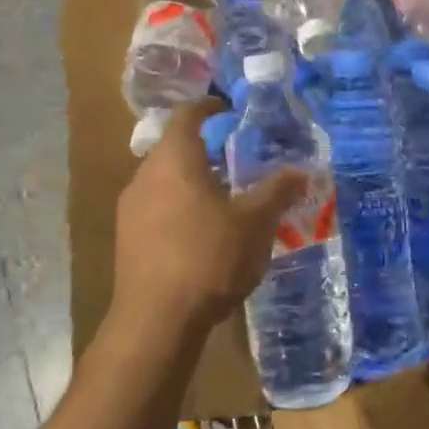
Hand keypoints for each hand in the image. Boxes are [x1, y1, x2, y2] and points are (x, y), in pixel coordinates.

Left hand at [109, 101, 305, 346]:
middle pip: (174, 148)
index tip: (231, 111)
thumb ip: (277, 191)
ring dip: (191, 182)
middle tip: (237, 161)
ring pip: (164, 181)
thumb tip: (302, 171)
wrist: (156, 320)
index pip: (187, 115)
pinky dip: (178, 208)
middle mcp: (144, 175)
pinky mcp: (126, 239)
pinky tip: (201, 235)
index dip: (210, 107)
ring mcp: (129, 208)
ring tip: (224, 199)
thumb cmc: (209, 257)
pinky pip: (155, 208)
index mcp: (174, 158)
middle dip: (205, 150)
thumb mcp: (256, 222)